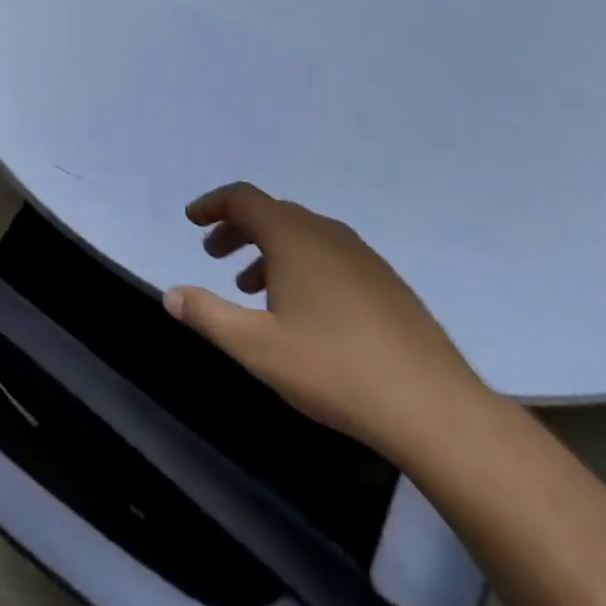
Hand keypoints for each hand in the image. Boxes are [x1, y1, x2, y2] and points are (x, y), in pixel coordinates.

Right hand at [164, 183, 482, 457]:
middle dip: (236, 229)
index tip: (191, 219)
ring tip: (249, 287)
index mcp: (293, 235)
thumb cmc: (335, 369)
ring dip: (267, 250)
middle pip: (271, 213)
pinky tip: (301, 309)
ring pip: (301, 236)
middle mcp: (326, 232)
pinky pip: (328, 255)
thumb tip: (171, 294)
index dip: (212, 204)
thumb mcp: (258, 347)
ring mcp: (361, 255)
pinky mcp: (385, 282)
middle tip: (212, 253)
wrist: (433, 407)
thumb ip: (209, 316)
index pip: (243, 198)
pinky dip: (300, 265)